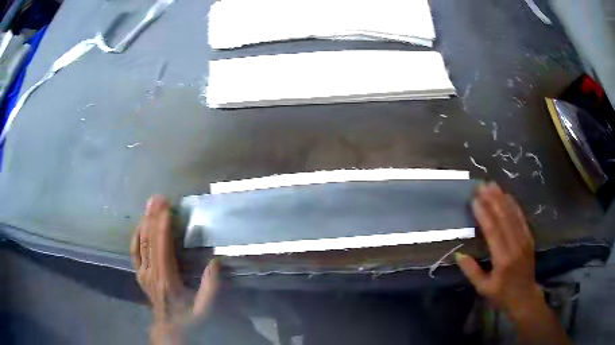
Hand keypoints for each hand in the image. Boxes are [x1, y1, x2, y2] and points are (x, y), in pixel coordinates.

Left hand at [131, 196, 219, 342]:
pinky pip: (134, 252)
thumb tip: (215, 262)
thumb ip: (210, 287)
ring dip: (145, 221)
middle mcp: (151, 273)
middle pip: (149, 240)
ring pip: (141, 243)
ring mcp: (143, 273)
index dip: (163, 227)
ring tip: (150, 204)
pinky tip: (140, 225)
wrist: (169, 329)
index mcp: (167, 280)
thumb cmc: (188, 318)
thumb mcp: (205, 309)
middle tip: (157, 198)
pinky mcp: (140, 274)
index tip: (167, 208)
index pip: (162, 248)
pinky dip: (136, 236)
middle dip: (153, 217)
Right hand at [455, 182, 542, 317]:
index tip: (474, 199)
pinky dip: (514, 204)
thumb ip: (471, 271)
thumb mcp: (483, 288)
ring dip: (502, 198)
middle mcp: (515, 245)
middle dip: (492, 199)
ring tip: (491, 184)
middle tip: (481, 185)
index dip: (483, 213)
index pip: (492, 231)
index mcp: (502, 259)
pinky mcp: (529, 237)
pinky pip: (521, 217)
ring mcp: (524, 239)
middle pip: (503, 217)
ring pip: (513, 214)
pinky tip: (507, 195)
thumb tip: (458, 254)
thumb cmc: (502, 294)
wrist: (525, 296)